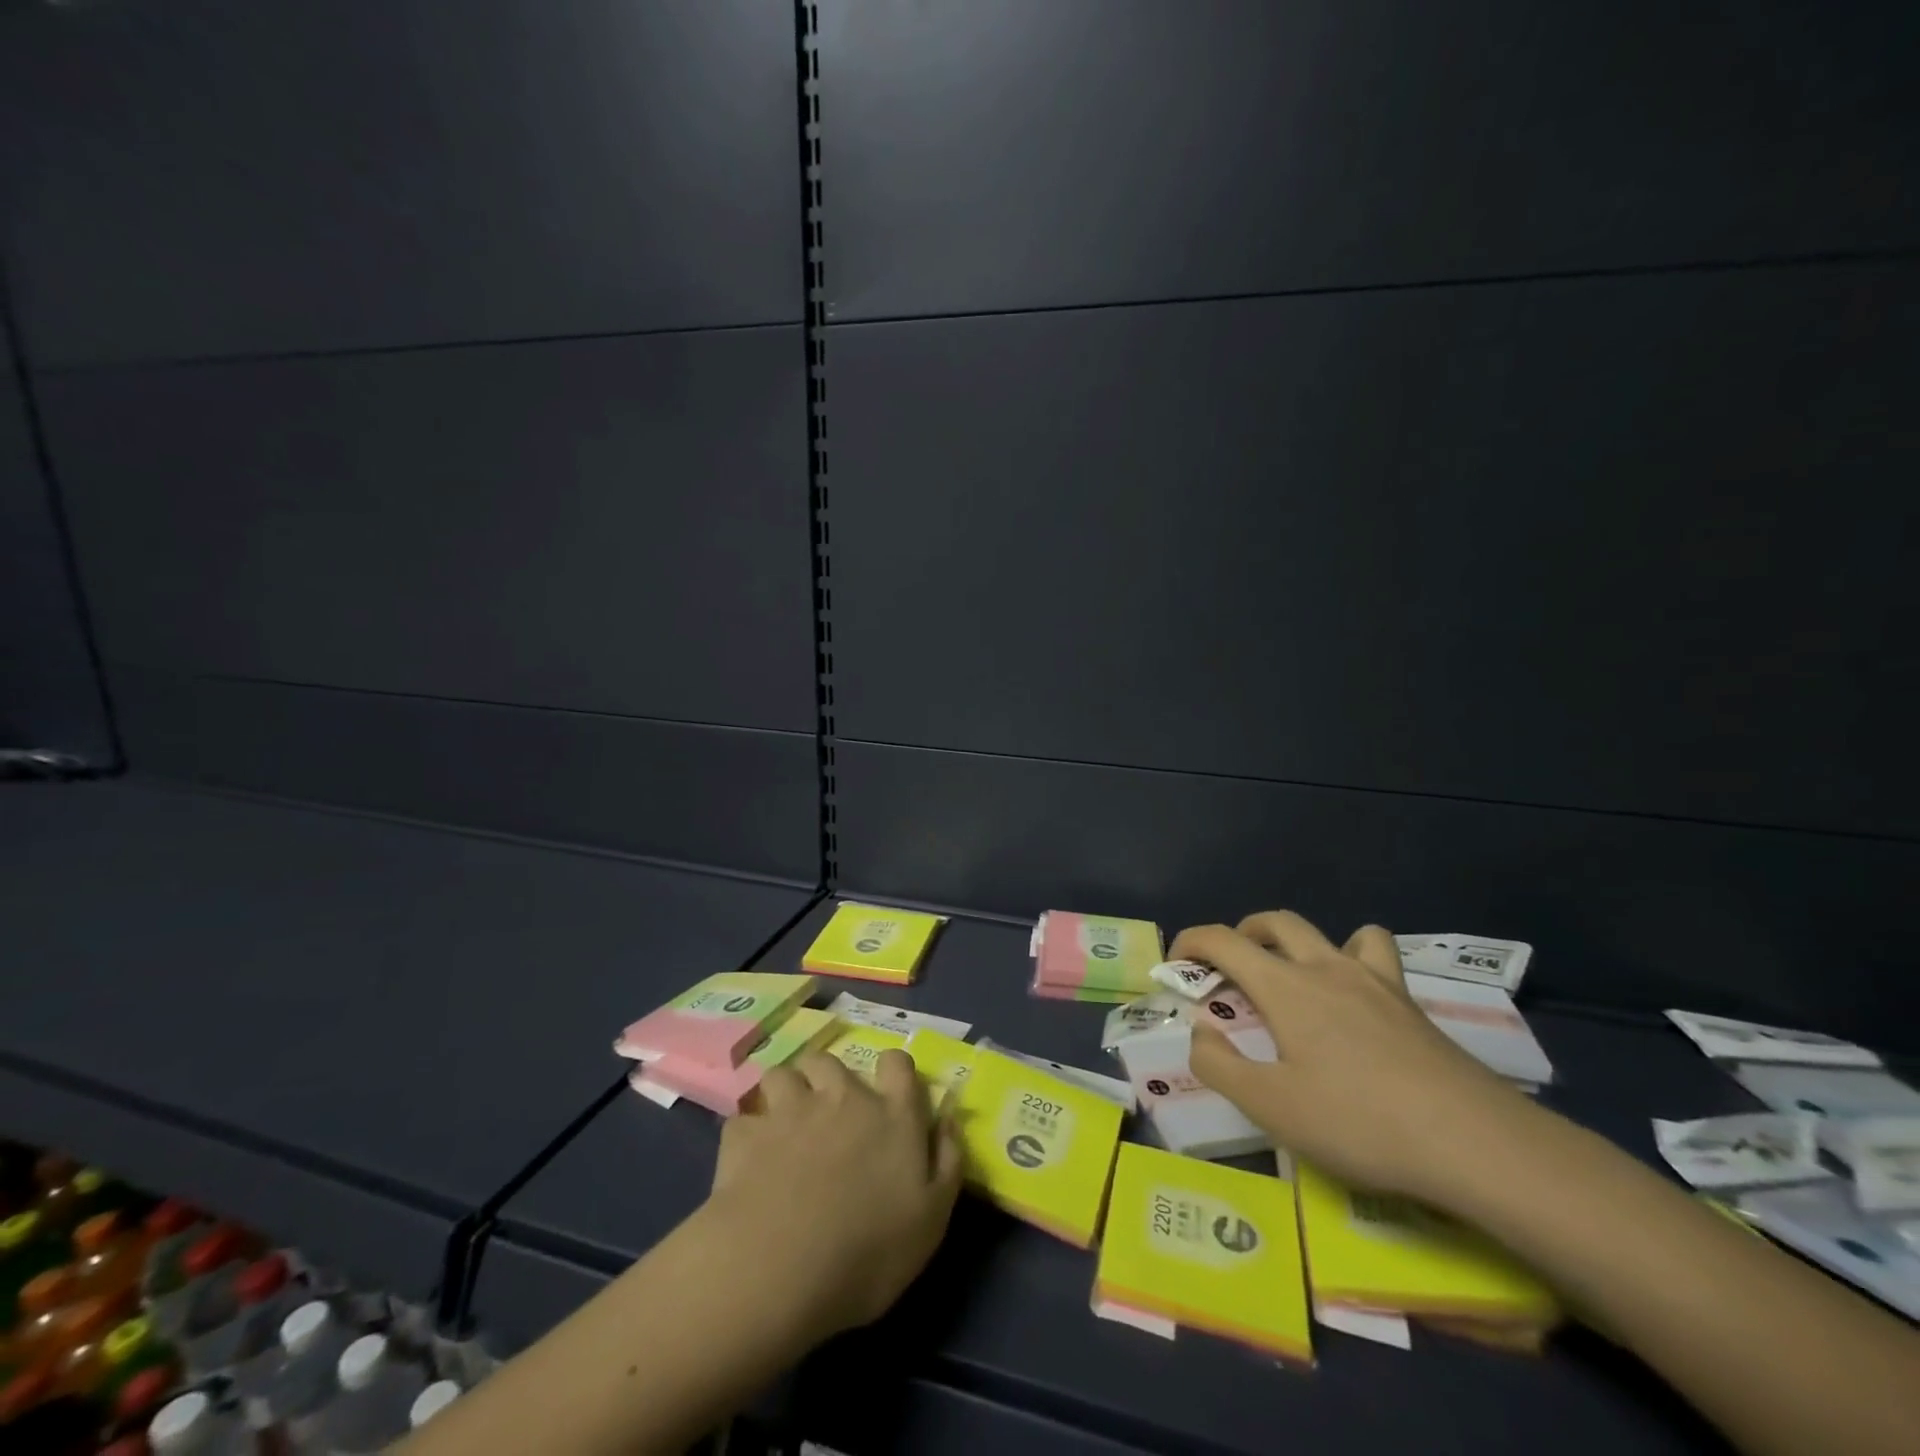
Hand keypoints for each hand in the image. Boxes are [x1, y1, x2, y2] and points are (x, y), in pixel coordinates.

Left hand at [703, 1049, 962, 1339]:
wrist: (779, 1271)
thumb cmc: (868, 1253)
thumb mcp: (932, 1220)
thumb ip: (947, 1161)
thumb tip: (947, 1118)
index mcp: (892, 1115)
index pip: (898, 1063)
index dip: (893, 1070)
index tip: (888, 1091)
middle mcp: (842, 1098)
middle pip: (832, 1061)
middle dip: (827, 1079)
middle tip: (826, 1114)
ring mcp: (791, 1110)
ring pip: (784, 1074)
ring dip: (785, 1094)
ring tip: (782, 1126)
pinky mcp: (746, 1135)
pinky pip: (744, 1120)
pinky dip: (746, 1136)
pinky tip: (747, 1162)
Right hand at [1174, 910, 1528, 1200]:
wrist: (1476, 1144)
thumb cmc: (1360, 1122)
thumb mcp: (1271, 1107)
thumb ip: (1219, 1065)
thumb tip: (1199, 1031)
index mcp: (1286, 987)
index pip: (1224, 940)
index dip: (1191, 942)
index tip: (1174, 965)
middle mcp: (1327, 968)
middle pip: (1275, 923)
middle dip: (1241, 933)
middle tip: (1229, 968)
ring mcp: (1376, 983)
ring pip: (1332, 932)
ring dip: (1301, 941)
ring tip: (1295, 976)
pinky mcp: (1412, 1006)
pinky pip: (1377, 957)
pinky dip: (1356, 959)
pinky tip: (1357, 998)